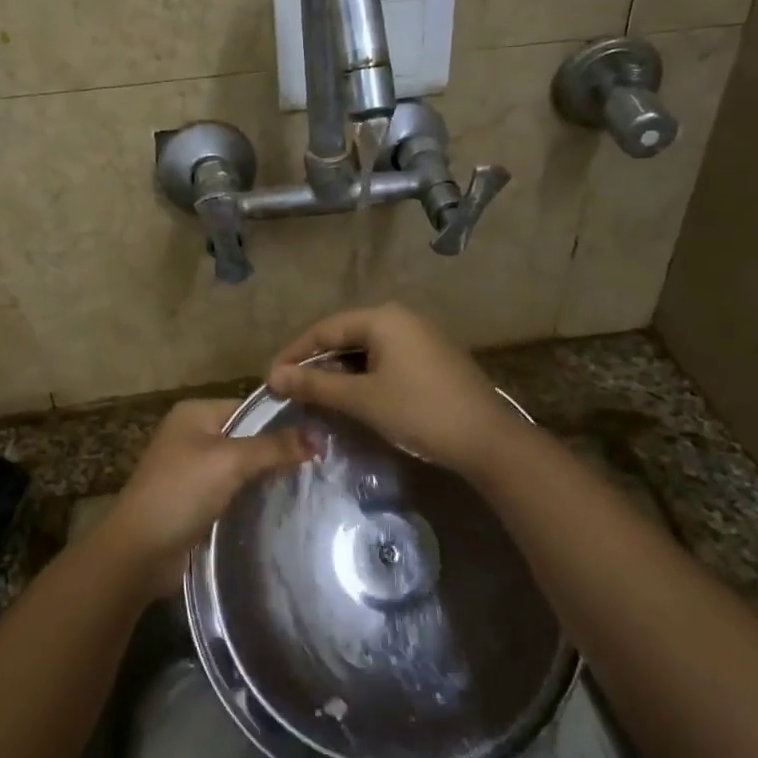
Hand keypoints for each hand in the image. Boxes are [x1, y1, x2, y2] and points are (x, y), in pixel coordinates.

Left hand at [96, 399, 308, 595]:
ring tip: (311, 481)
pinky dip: (253, 496)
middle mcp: (193, 435)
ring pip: (242, 466)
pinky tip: (282, 503)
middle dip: (278, 449)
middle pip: (247, 436)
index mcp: (195, 413)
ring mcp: (193, 470)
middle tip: (322, 460)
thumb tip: (319, 434)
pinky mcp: (196, 501)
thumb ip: (274, 447)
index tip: (321, 433)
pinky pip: (233, 491)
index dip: (283, 419)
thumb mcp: (230, 461)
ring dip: (267, 476)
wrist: (139, 552)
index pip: (250, 407)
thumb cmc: (181, 492)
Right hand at [267, 303, 527, 479]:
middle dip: (316, 363)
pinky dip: (363, 376)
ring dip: (339, 372)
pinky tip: (351, 397)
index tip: (270, 379)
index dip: (294, 353)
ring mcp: (419, 337)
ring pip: (365, 349)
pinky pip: (385, 359)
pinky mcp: (431, 358)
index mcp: (383, 318)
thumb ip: (316, 384)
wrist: (487, 439)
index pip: (325, 328)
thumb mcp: (362, 399)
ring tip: (315, 397)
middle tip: (290, 389)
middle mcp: (401, 318)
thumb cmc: (419, 411)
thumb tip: (274, 376)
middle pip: (345, 335)